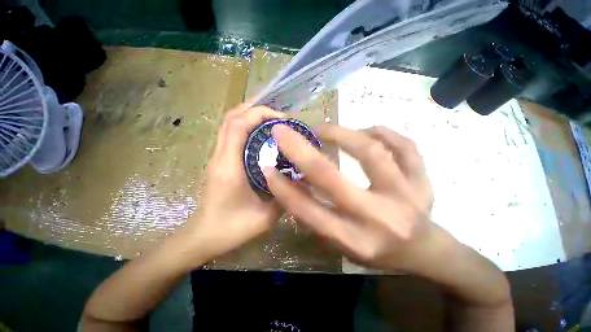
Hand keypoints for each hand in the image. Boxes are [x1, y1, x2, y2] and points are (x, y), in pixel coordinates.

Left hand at [183, 104, 284, 261]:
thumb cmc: (229, 230)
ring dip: (250, 116)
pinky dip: (246, 126)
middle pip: (231, 118)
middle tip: (279, 117)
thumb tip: (302, 181)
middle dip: (256, 110)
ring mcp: (217, 157)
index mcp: (229, 166)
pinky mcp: (220, 161)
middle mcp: (220, 156)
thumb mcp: (264, 218)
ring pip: (229, 123)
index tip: (282, 119)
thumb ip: (284, 199)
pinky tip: (263, 136)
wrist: (202, 237)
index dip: (259, 114)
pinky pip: (231, 134)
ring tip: (273, 122)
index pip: (237, 125)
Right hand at [263, 123, 438, 271]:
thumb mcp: (342, 244)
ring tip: (325, 129)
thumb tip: (293, 184)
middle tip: (284, 132)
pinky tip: (367, 130)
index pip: (308, 210)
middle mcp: (378, 218)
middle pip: (331, 177)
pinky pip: (404, 145)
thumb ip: (316, 216)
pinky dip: (382, 132)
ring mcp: (406, 195)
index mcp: (355, 240)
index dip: (283, 188)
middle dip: (300, 150)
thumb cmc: (378, 251)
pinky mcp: (423, 180)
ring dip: (341, 133)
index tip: (268, 167)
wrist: (425, 251)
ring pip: (369, 151)